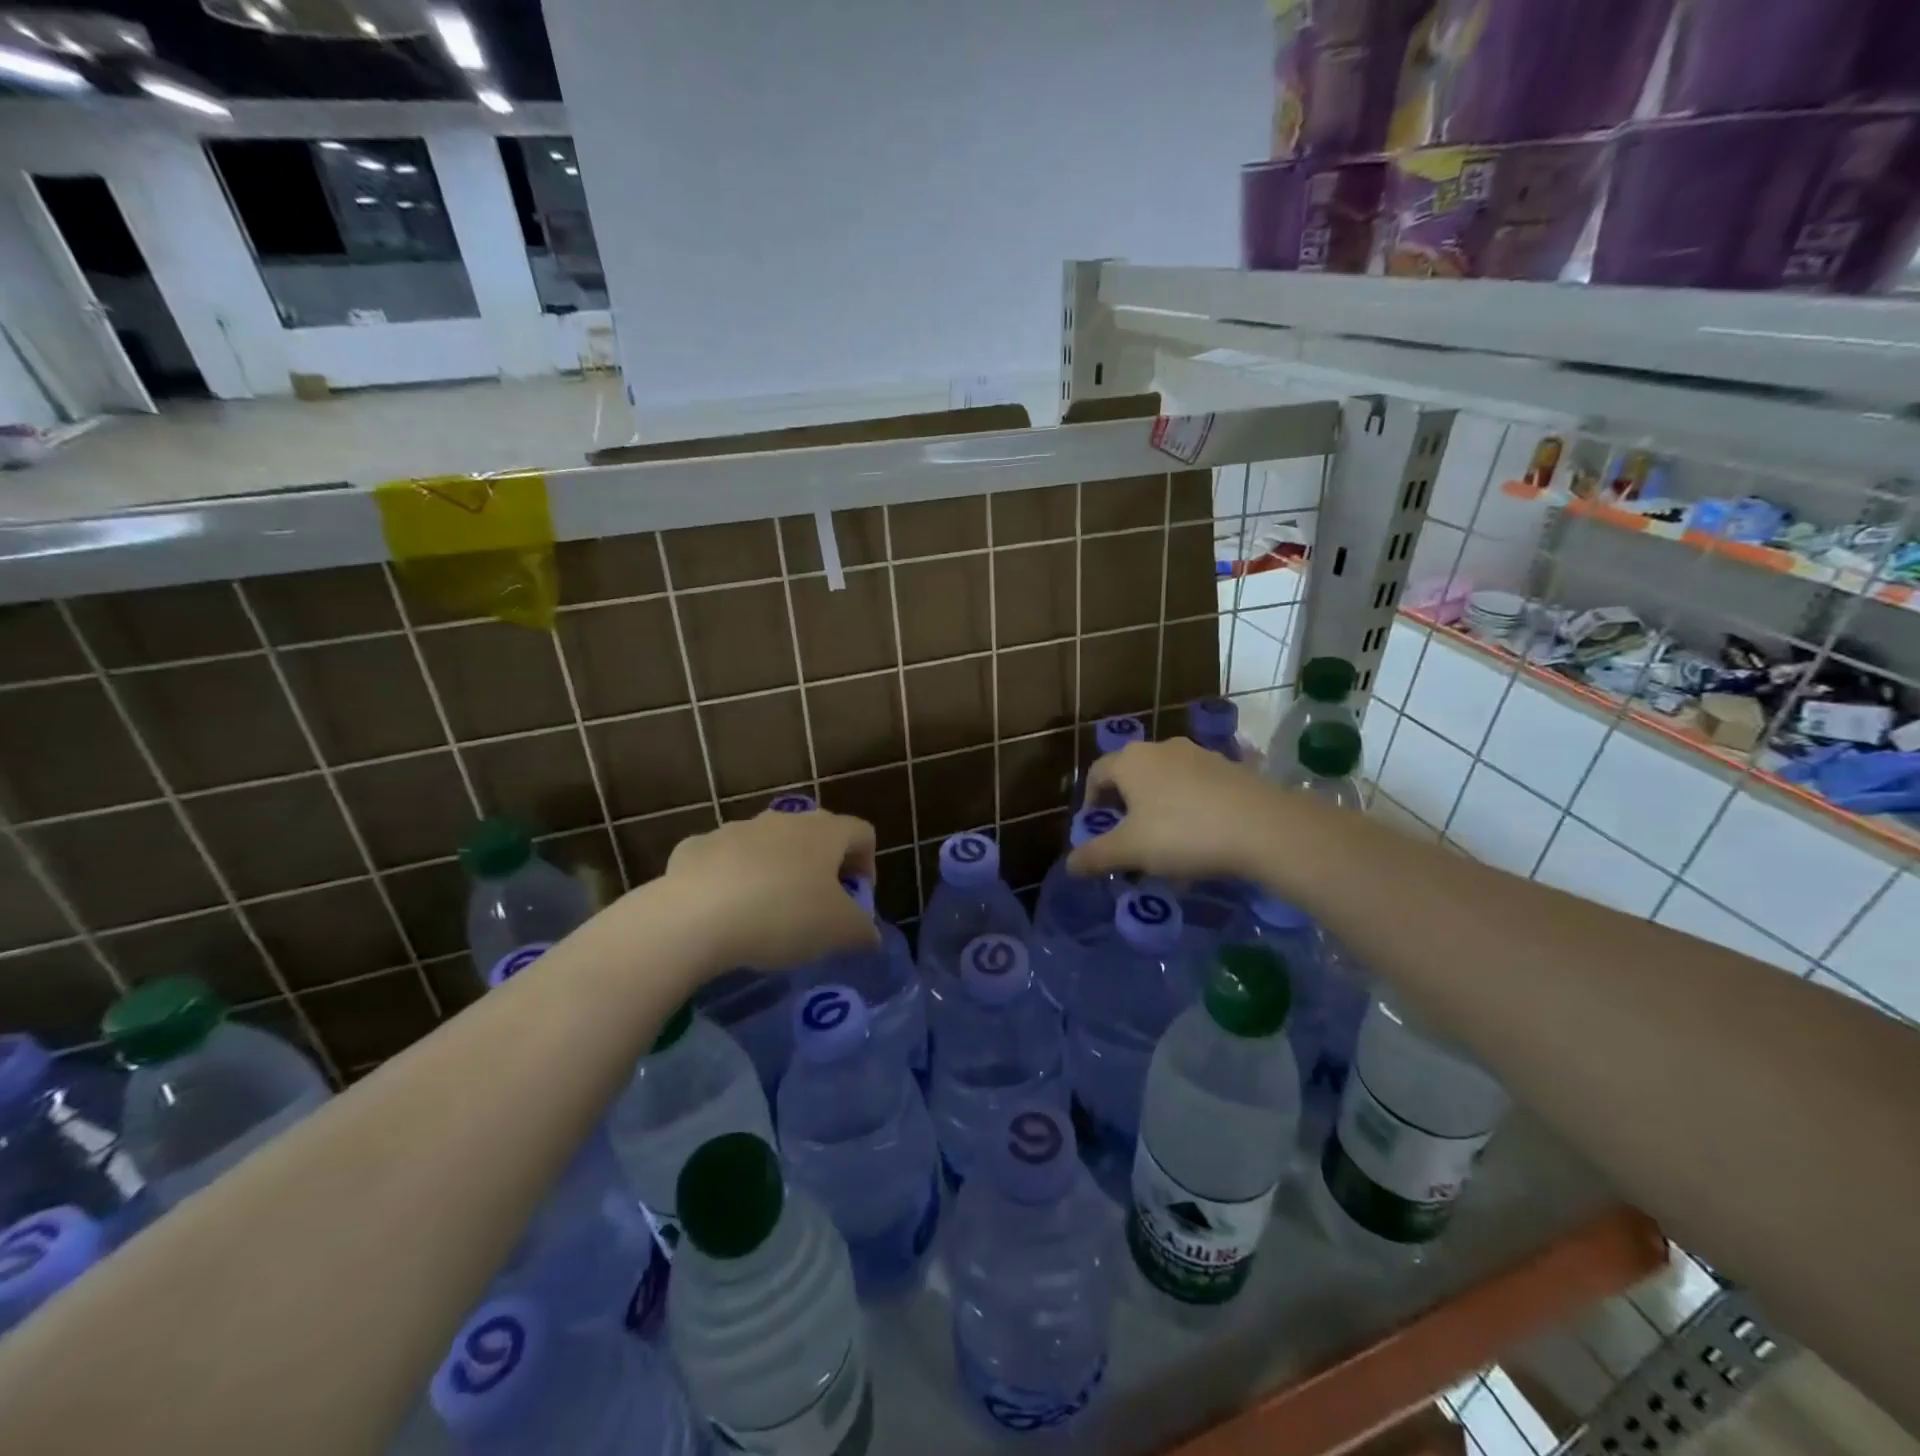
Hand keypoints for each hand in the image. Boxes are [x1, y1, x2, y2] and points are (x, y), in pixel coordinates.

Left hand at [658, 808, 879, 973]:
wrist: (695, 916)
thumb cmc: (783, 915)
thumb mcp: (839, 932)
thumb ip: (862, 930)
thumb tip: (868, 933)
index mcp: (824, 832)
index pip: (862, 833)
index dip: (868, 865)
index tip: (857, 900)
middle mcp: (783, 820)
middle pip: (814, 836)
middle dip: (821, 868)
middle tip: (817, 907)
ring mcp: (736, 829)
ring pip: (767, 846)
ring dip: (775, 871)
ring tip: (768, 914)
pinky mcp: (696, 847)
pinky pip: (724, 860)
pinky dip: (731, 880)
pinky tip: (724, 913)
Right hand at [1066, 738, 1287, 883]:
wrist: (1263, 827)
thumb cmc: (1182, 833)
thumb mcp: (1131, 850)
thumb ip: (1096, 856)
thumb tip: (1069, 865)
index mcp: (1131, 760)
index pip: (1097, 773)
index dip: (1090, 801)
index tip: (1095, 829)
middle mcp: (1162, 748)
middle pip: (1132, 774)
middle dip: (1126, 805)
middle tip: (1129, 838)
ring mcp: (1200, 755)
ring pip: (1167, 780)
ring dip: (1159, 806)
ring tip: (1167, 842)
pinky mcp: (1231, 767)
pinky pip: (1198, 787)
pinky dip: (1190, 807)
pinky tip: (1202, 836)